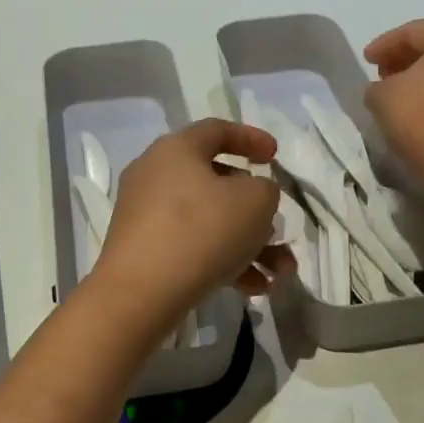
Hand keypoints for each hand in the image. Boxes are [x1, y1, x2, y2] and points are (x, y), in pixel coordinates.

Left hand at [89, 120, 292, 337]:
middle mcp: (155, 176)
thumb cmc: (203, 230)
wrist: (142, 291)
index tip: (274, 156)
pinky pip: (192, 248)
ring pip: (209, 222)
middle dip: (257, 210)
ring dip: (250, 245)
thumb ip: (265, 190)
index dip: (251, 139)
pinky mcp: (144, 252)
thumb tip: (252, 196)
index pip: (216, 130)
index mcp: (176, 150)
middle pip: (215, 183)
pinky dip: (224, 263)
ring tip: (280, 272)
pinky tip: (254, 289)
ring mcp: (146, 216)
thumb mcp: (255, 202)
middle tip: (278, 227)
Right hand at [363, 19, 423, 199]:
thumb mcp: (384, 98)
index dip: (383, 45)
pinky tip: (420, 115)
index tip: (365, 61)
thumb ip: (377, 87)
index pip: (413, 31)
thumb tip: (385, 90)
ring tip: (398, 98)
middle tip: (381, 75)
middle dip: (405, 60)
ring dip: (423, 81)